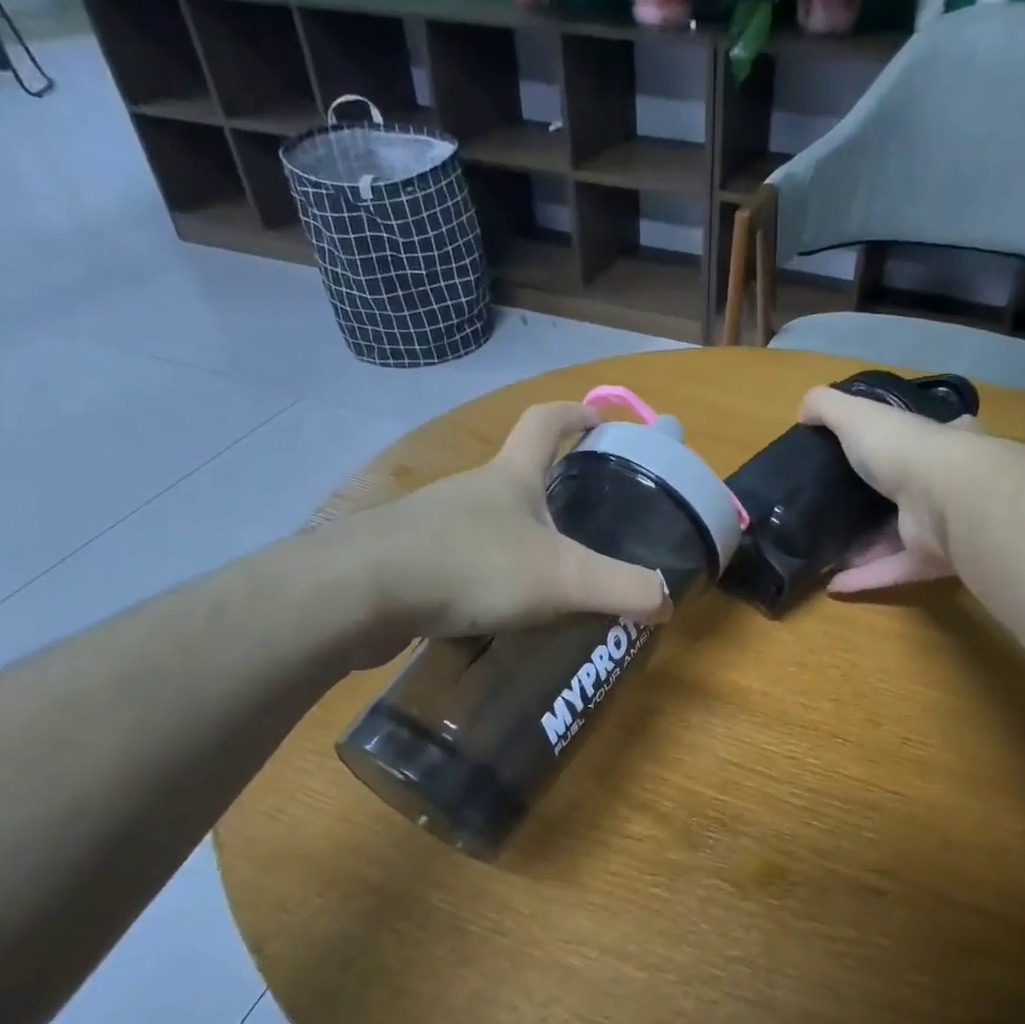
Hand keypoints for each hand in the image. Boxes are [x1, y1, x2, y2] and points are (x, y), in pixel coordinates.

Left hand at [303, 402, 671, 657]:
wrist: (358, 592)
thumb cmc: (471, 565)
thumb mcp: (562, 578)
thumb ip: (621, 587)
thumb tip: (666, 598)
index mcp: (511, 476)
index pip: (546, 422)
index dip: (577, 413)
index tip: (602, 418)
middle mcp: (471, 489)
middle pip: (516, 474)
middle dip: (551, 489)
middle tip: (585, 521)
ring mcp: (432, 522)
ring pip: (487, 522)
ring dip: (517, 538)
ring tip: (546, 577)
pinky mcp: (406, 560)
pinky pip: (457, 559)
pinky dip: (483, 575)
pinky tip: (493, 610)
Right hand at [798, 386, 985, 594]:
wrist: (948, 499)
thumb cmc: (905, 449)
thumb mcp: (858, 415)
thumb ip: (828, 408)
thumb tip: (802, 409)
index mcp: (939, 443)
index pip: (921, 440)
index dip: (894, 447)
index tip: (863, 458)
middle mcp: (948, 483)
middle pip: (908, 494)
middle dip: (873, 505)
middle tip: (834, 512)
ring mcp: (944, 525)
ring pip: (900, 538)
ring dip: (864, 548)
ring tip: (824, 552)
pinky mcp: (936, 561)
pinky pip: (895, 569)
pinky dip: (866, 578)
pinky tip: (834, 585)